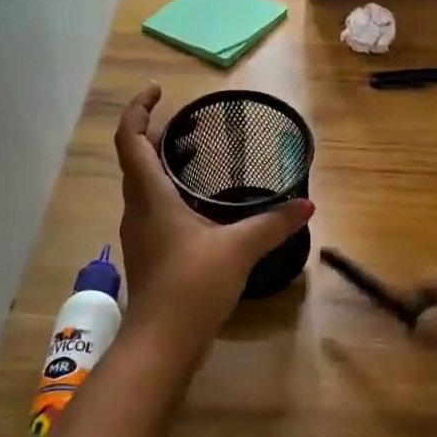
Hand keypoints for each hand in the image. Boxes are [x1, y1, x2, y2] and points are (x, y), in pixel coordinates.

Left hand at [114, 83, 312, 350]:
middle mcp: (138, 209)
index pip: (129, 139)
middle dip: (155, 133)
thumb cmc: (191, 286)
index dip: (138, 110)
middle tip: (189, 124)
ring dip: (160, 163)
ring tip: (196, 156)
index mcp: (150, 196)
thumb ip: (273, 224)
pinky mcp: (149, 254)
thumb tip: (307, 205)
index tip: (159, 91)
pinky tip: (198, 204)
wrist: (160, 345)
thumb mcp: (239, 249)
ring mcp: (140, 233)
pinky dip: (168, 191)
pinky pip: (152, 207)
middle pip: (135, 159)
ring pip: (142, 184)